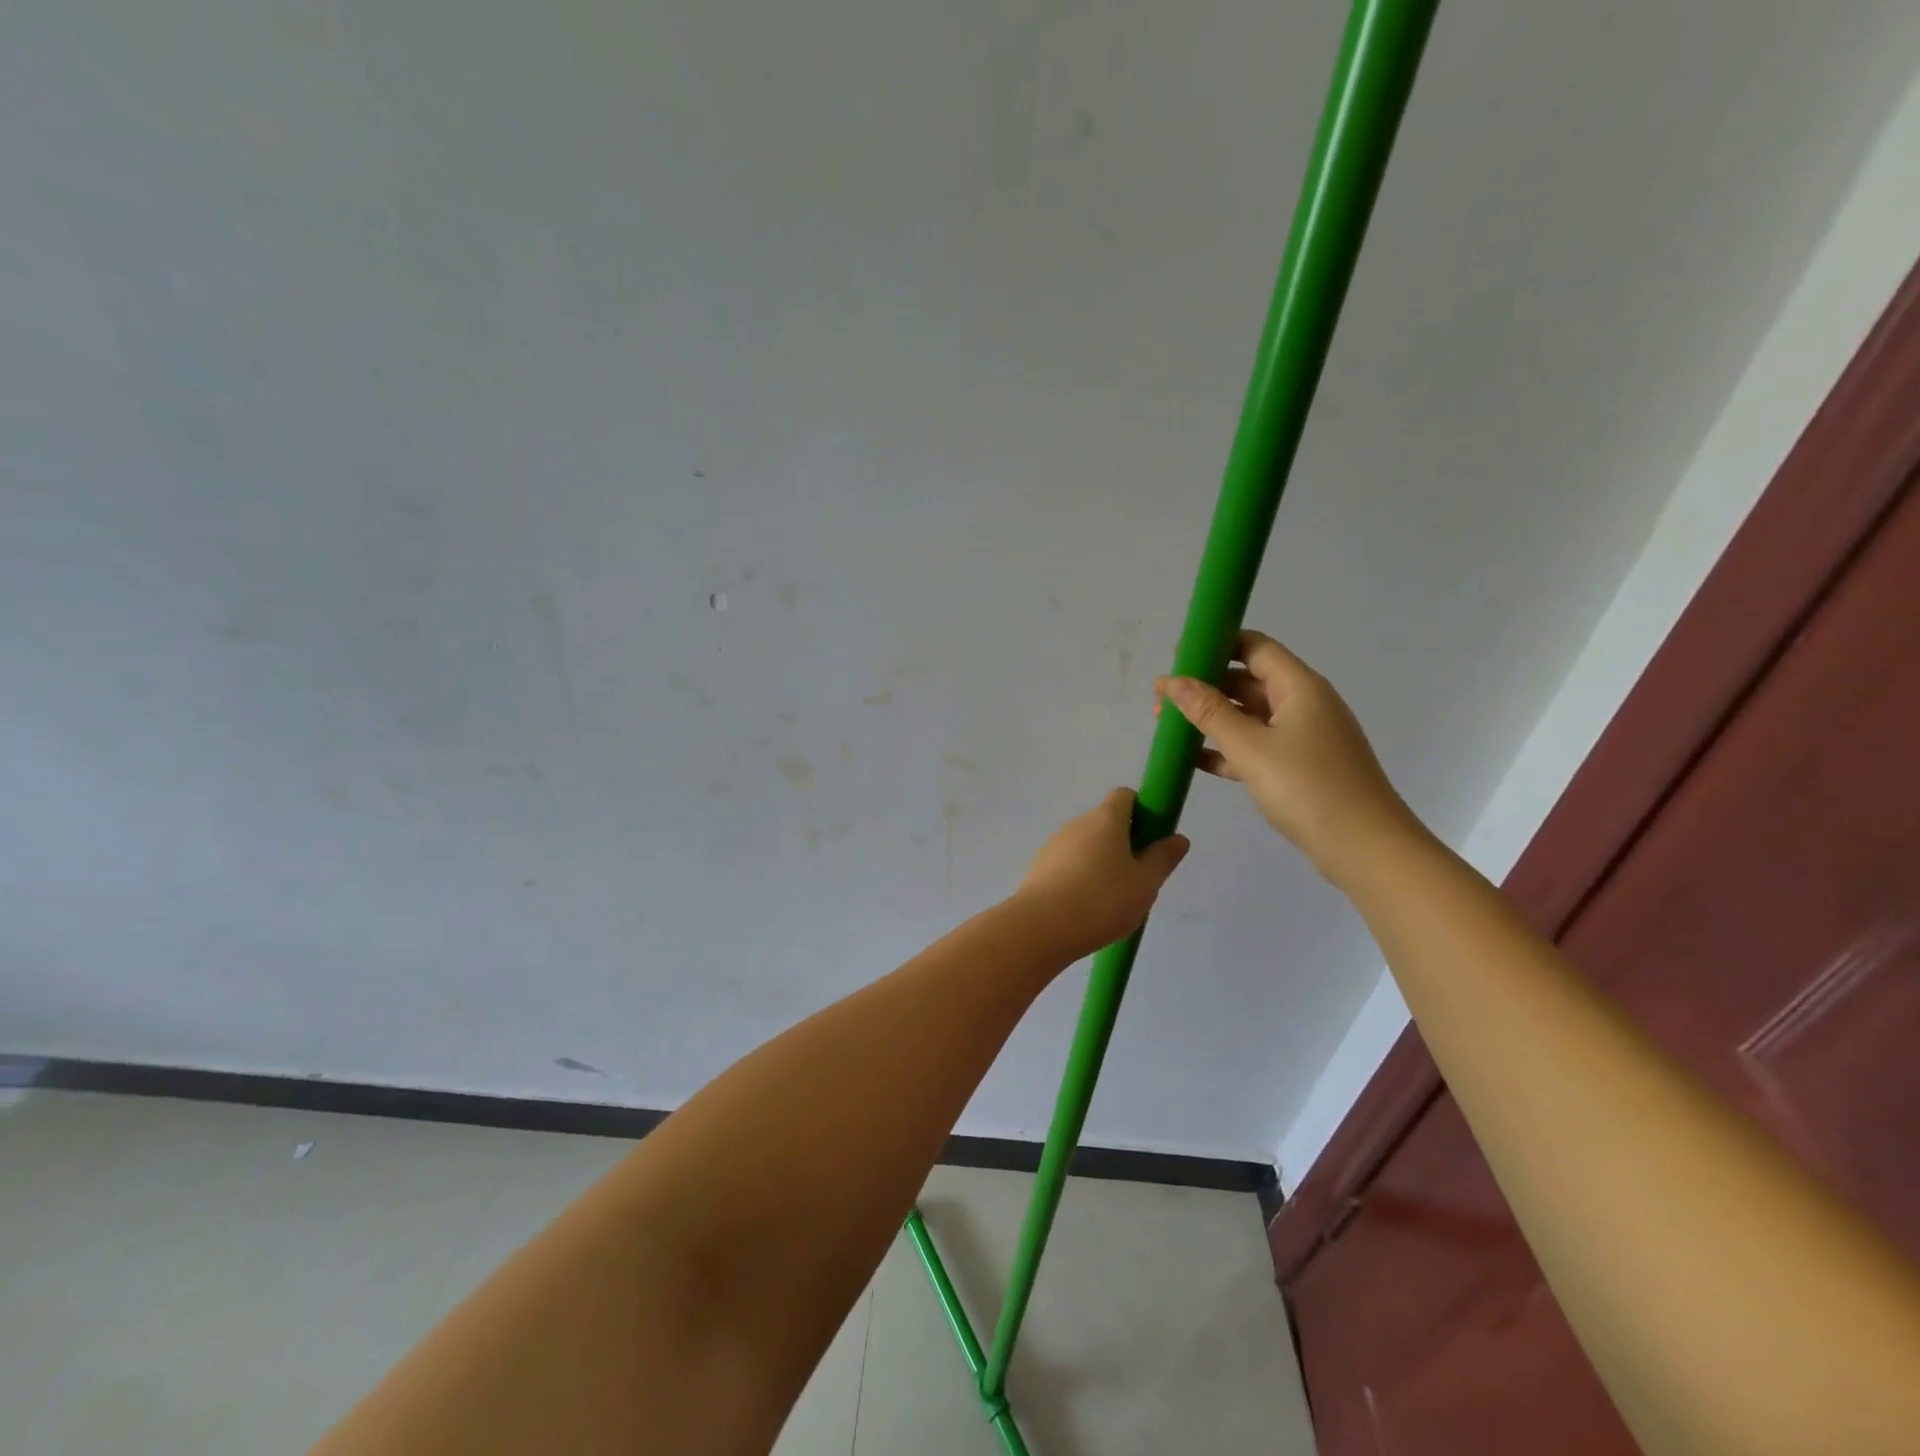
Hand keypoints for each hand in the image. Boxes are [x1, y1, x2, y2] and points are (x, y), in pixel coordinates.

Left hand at [1013, 789, 1189, 960]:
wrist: (1042, 926)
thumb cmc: (1103, 899)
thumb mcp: (1145, 883)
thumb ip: (1162, 858)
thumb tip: (1178, 838)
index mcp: (1105, 819)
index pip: (1124, 796)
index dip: (1142, 811)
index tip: (1152, 839)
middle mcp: (1076, 824)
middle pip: (1105, 822)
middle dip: (1123, 843)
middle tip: (1137, 878)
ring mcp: (1054, 845)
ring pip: (1085, 846)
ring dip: (1100, 863)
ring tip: (1112, 901)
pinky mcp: (1039, 869)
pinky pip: (1067, 866)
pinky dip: (1080, 879)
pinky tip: (1086, 909)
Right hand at [1156, 630, 1423, 884]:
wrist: (1364, 848)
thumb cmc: (1308, 787)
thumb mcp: (1250, 747)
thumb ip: (1209, 712)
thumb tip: (1173, 680)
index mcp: (1299, 687)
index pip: (1255, 647)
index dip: (1217, 644)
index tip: (1178, 654)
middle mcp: (1303, 704)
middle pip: (1248, 680)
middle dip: (1205, 685)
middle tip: (1162, 697)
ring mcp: (1303, 737)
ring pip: (1249, 716)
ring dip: (1210, 718)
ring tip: (1168, 726)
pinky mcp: (1299, 767)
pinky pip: (1256, 746)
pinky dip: (1226, 748)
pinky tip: (1194, 759)